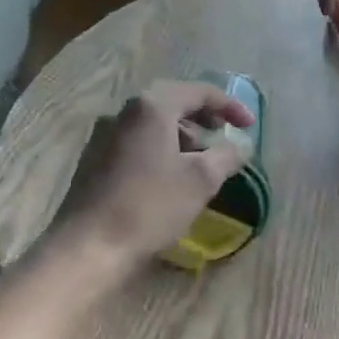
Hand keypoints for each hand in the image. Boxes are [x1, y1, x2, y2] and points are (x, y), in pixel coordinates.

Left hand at [52, 81, 254, 282]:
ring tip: (201, 160)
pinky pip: (137, 141)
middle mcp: (125, 112)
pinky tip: (170, 175)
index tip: (250, 125)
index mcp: (152, 107)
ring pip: (153, 123)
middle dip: (203, 116)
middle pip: (173, 102)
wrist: (88, 246)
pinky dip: (160, 147)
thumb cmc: (150, 206)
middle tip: (224, 134)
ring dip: (182, 133)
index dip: (229, 106)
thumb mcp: (200, 181)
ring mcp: (105, 134)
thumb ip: (226, 155)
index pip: (199, 91)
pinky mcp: (94, 158)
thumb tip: (240, 145)